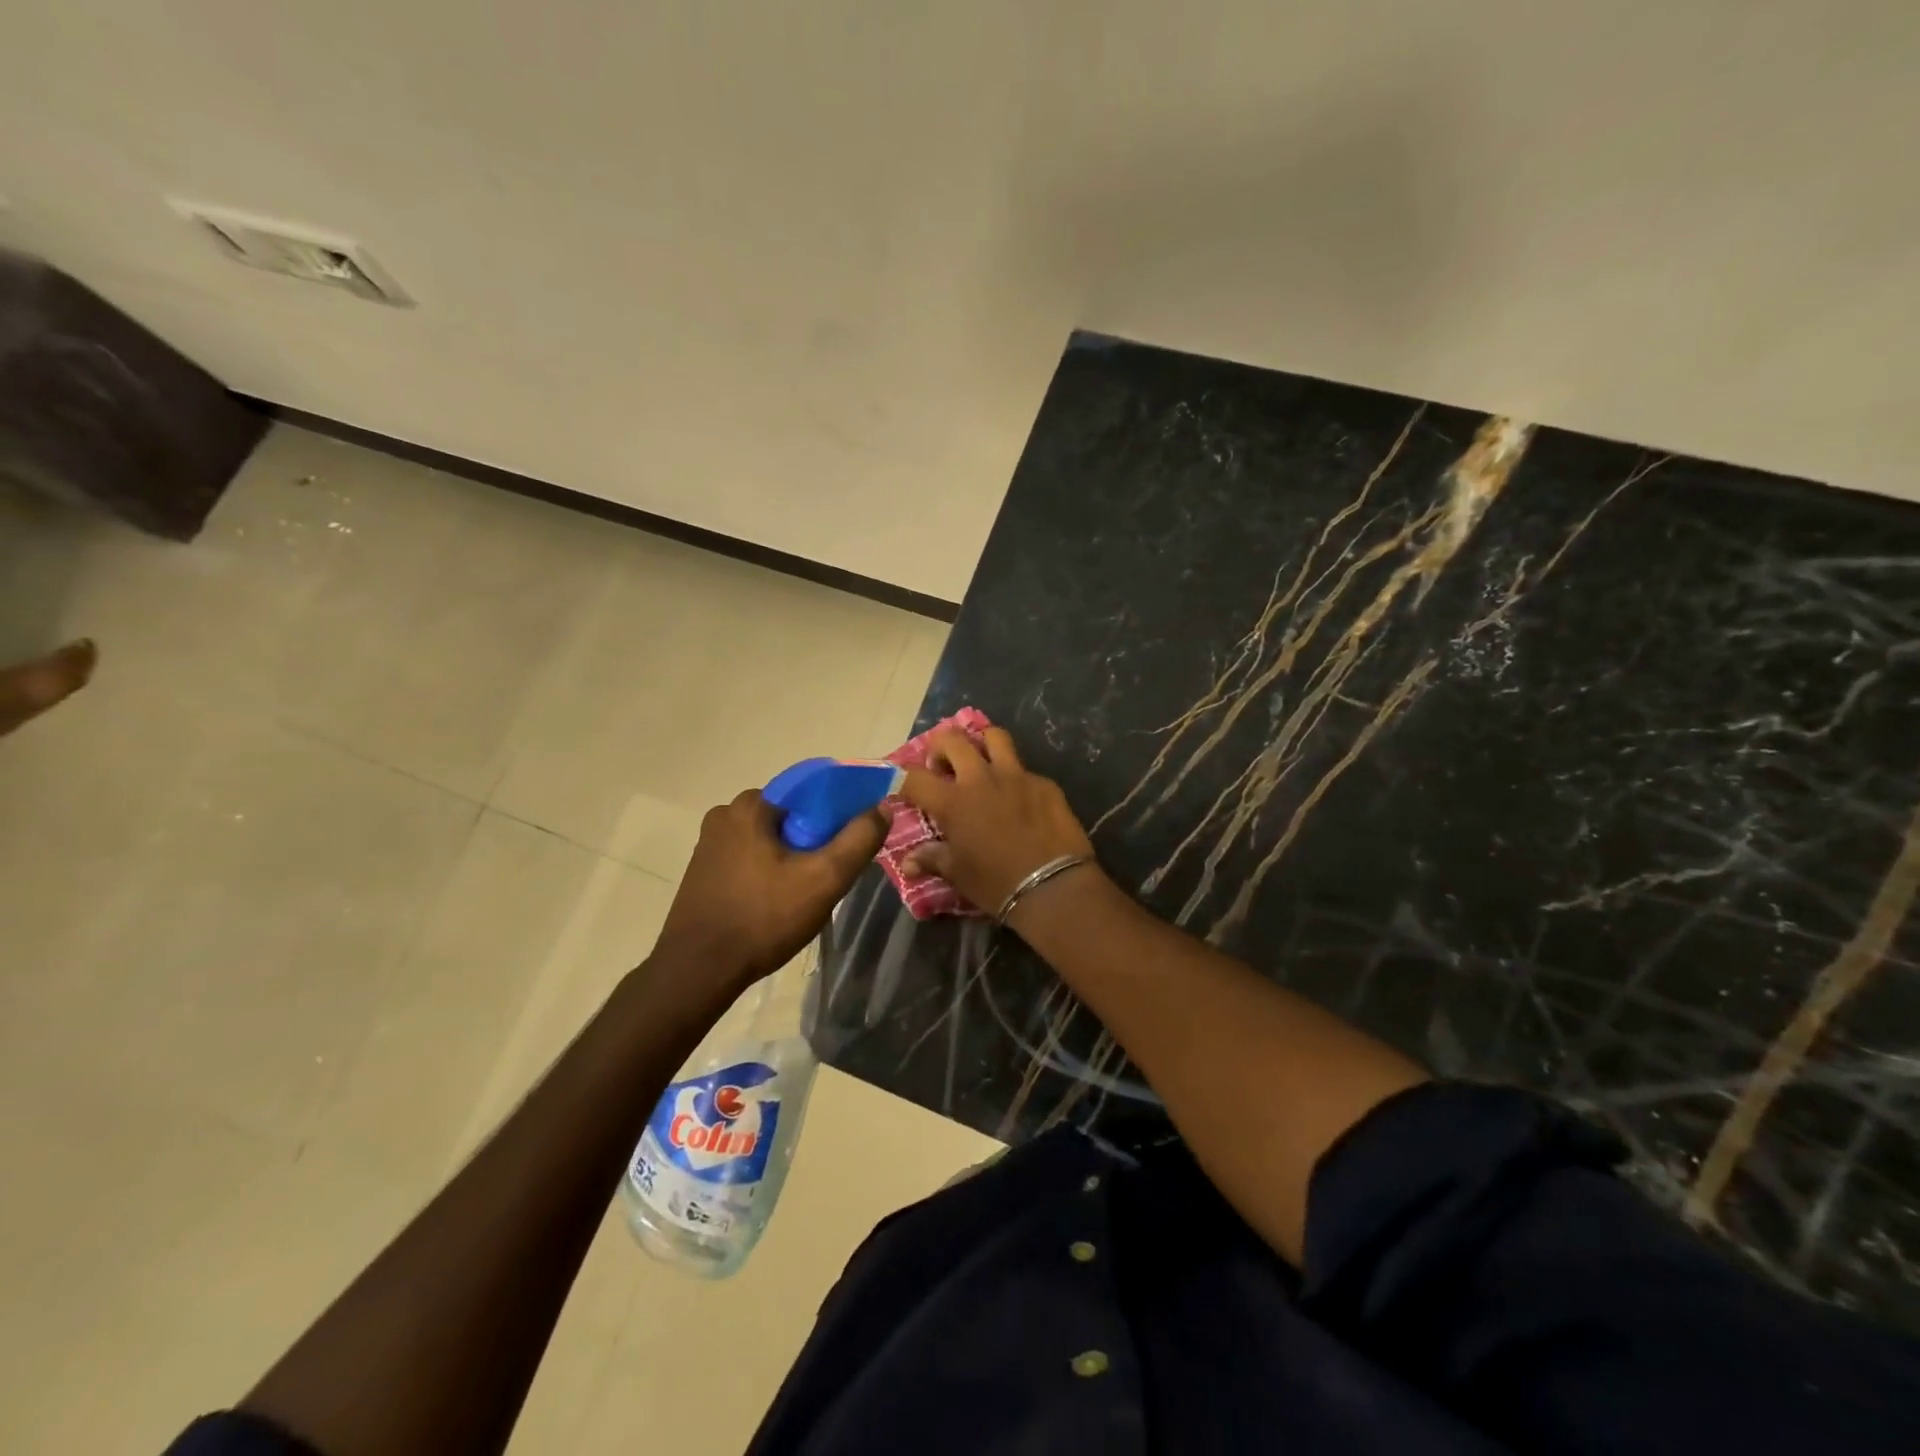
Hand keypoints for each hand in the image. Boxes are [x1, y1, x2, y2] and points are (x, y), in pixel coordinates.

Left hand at [655, 790, 885, 990]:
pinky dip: (769, 872)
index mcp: (749, 806)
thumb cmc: (763, 918)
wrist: (698, 972)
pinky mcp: (703, 872)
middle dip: (814, 841)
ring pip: (769, 840)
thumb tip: (883, 806)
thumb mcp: (824, 878)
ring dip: (791, 859)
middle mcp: (724, 816)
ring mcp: (708, 845)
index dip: (838, 814)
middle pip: (789, 818)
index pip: (809, 793)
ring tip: (806, 894)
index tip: (851, 844)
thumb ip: (858, 839)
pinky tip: (778, 903)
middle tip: (830, 876)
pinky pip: (749, 859)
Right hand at [899, 727, 1095, 915]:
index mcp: (953, 801)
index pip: (914, 777)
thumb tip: (907, 863)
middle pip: (952, 739)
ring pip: (994, 737)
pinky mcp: (1044, 783)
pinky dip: (1015, 778)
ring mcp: (1016, 776)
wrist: (1053, 887)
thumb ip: (932, 859)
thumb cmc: (996, 883)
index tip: (903, 786)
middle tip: (943, 767)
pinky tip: (1019, 799)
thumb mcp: (958, 874)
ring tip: (981, 762)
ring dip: (981, 744)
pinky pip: (1024, 769)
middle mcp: (981, 779)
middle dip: (941, 747)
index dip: (902, 778)